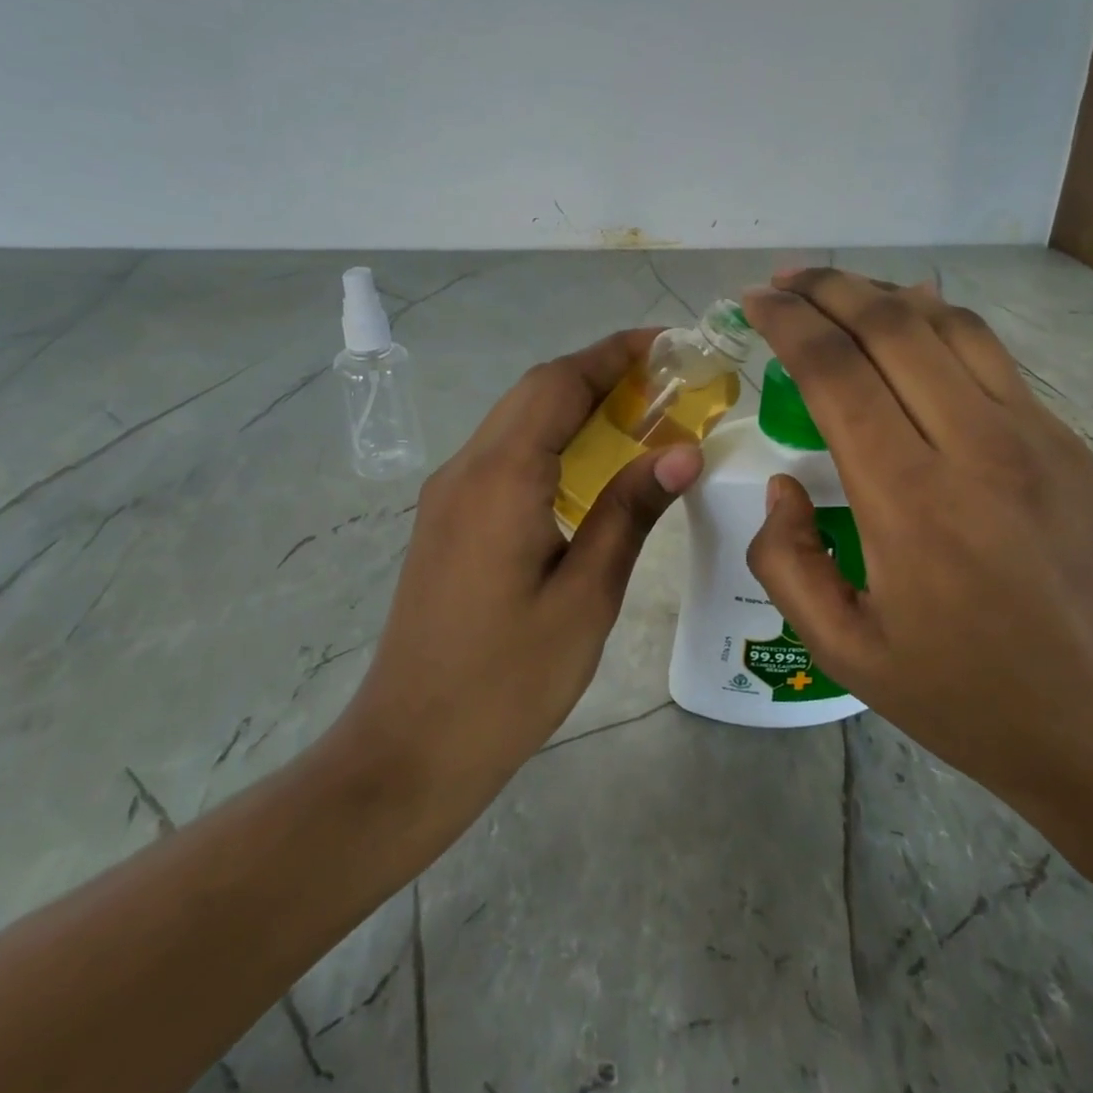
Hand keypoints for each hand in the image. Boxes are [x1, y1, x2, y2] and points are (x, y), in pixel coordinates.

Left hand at [329, 328, 702, 818]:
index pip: (559, 384)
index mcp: (500, 479)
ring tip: (640, 415)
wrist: (411, 748)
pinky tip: (590, 467)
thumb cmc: (507, 681)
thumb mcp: (585, 596)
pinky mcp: (447, 520)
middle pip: (535, 392)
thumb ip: (629, 512)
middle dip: (600, 372)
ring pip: (517, 421)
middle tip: (667, 382)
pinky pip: (504, 455)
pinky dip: (551, 439)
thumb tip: (681, 450)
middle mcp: (465, 470)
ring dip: (575, 404)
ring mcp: (448, 495)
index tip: (668, 345)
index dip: (614, 354)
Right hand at [740, 269, 1092, 819]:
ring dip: (886, 295)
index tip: (754, 302)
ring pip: (952, 326)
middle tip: (785, 281)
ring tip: (840, 293)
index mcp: (912, 503)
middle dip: (830, 288)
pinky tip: (912, 331)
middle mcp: (977, 448)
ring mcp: (1036, 439)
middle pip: (894, 326)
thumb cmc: (970, 703)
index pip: (837, 372)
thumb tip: (785, 486)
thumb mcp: (844, 653)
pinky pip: (993, 359)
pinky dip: (939, 325)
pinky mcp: (1069, 446)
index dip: (788, 323)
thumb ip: (788, 562)